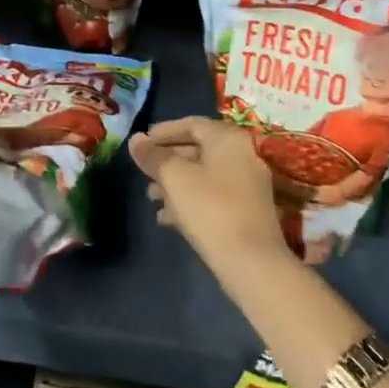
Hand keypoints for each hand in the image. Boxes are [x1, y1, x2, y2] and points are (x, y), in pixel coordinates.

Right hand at [129, 118, 289, 273]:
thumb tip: (136, 140)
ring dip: (176, 183)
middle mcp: (242, 154)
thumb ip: (152, 156)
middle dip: (167, 161)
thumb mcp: (174, 178)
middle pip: (198, 149)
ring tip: (151, 197)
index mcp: (227, 138)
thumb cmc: (210, 209)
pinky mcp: (248, 211)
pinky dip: (191, 200)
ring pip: (204, 175)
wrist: (252, 263)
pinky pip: (214, 196)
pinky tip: (168, 219)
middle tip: (144, 171)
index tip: (142, 142)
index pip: (191, 124)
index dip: (163, 131)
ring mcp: (248, 184)